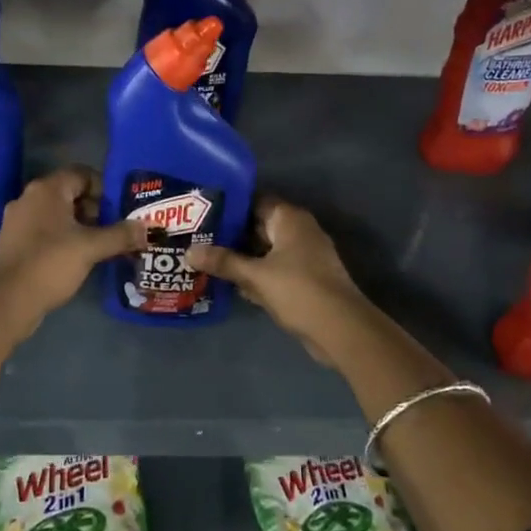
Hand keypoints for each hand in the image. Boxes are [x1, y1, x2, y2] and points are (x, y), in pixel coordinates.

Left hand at [0, 167, 142, 324]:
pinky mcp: (13, 242)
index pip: (82, 174)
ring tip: (98, 246)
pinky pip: (44, 231)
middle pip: (69, 193)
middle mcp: (29, 197)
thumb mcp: (92, 247)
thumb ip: (121, 235)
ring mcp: (17, 220)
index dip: (104, 188)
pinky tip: (75, 259)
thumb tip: (147, 228)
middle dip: (93, 209)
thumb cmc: (51, 263)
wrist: (7, 300)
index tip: (119, 209)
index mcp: (47, 189)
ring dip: (78, 226)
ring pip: (56, 214)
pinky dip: (61, 239)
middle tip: (112, 229)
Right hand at [188, 198, 377, 359]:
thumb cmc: (298, 290)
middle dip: (231, 235)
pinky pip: (274, 269)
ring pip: (265, 250)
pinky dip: (256, 275)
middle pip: (258, 226)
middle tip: (198, 238)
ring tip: (207, 261)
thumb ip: (223, 262)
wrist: (341, 329)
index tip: (202, 213)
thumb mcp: (255, 276)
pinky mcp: (305, 279)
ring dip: (242, 258)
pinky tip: (231, 284)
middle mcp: (299, 230)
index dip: (229, 207)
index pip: (254, 201)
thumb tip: (189, 252)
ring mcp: (304, 256)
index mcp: (289, 218)